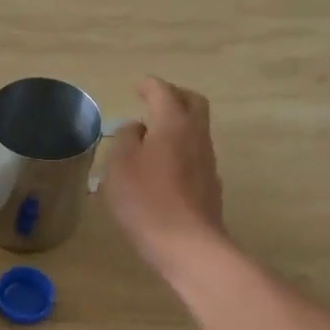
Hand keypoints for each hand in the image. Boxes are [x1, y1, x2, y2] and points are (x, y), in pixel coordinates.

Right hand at [101, 77, 225, 279]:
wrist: (187, 244)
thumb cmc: (146, 200)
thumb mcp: (120, 165)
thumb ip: (126, 139)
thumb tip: (136, 128)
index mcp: (173, 124)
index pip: (163, 92)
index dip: (149, 86)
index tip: (139, 85)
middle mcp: (196, 135)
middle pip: (193, 103)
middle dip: (175, 96)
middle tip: (154, 101)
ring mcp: (207, 161)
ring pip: (196, 129)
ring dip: (178, 124)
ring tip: (154, 134)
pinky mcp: (209, 185)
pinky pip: (195, 154)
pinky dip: (180, 148)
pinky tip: (165, 165)